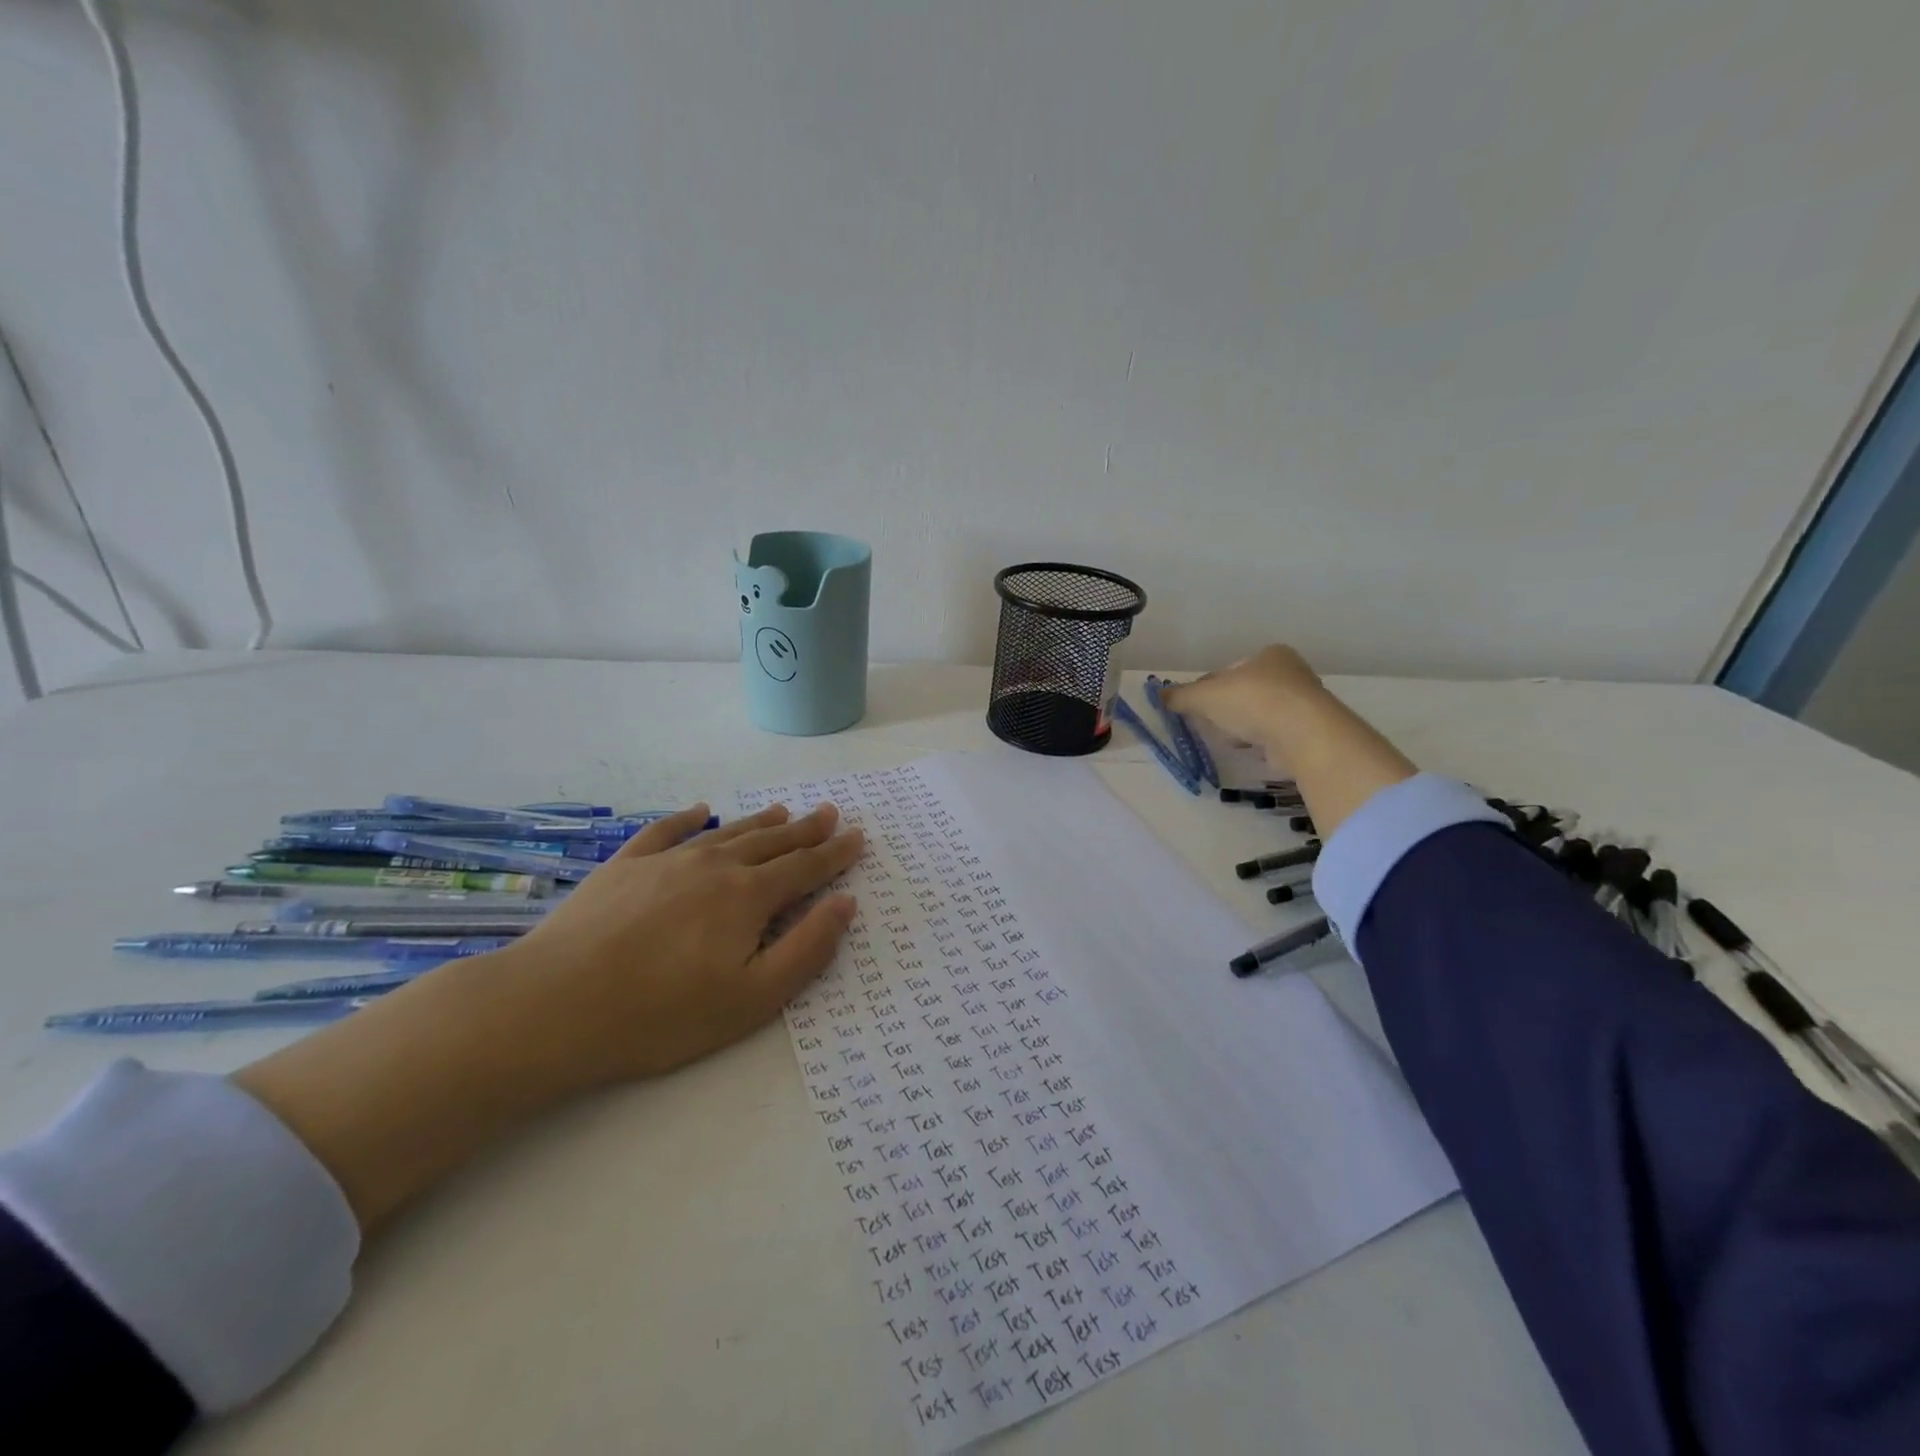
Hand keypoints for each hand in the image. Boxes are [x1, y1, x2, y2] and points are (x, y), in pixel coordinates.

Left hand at [235, 800, 864, 1235]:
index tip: (858, 836)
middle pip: (771, 842)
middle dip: (805, 830)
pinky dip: (690, 818)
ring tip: (783, 811)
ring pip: (727, 833)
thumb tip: (844, 903)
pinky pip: (666, 830)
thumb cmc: (662, 1014)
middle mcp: (714, 866)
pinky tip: (701, 811)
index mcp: (749, 897)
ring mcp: (666, 860)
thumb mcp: (752, 999)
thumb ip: (806, 949)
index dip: (836, 853)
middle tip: (829, 812)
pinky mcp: (624, 866)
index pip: (805, 868)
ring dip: (759, 822)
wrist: (553, 1005)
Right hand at [1165, 644, 1414, 840]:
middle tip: (1209, 725)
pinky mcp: (1310, 730)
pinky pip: (1275, 734)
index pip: (1229, 670)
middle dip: (1225, 709)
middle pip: (1245, 692)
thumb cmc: (1251, 701)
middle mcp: (1291, 673)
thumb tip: (1159, 695)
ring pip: (1260, 714)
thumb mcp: (1205, 695)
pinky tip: (1251, 750)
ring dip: (1242, 726)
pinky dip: (1261, 741)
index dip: (1207, 688)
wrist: (1301, 733)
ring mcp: (1303, 703)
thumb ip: (1181, 695)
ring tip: (1229, 740)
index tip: (1194, 706)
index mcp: (1269, 654)